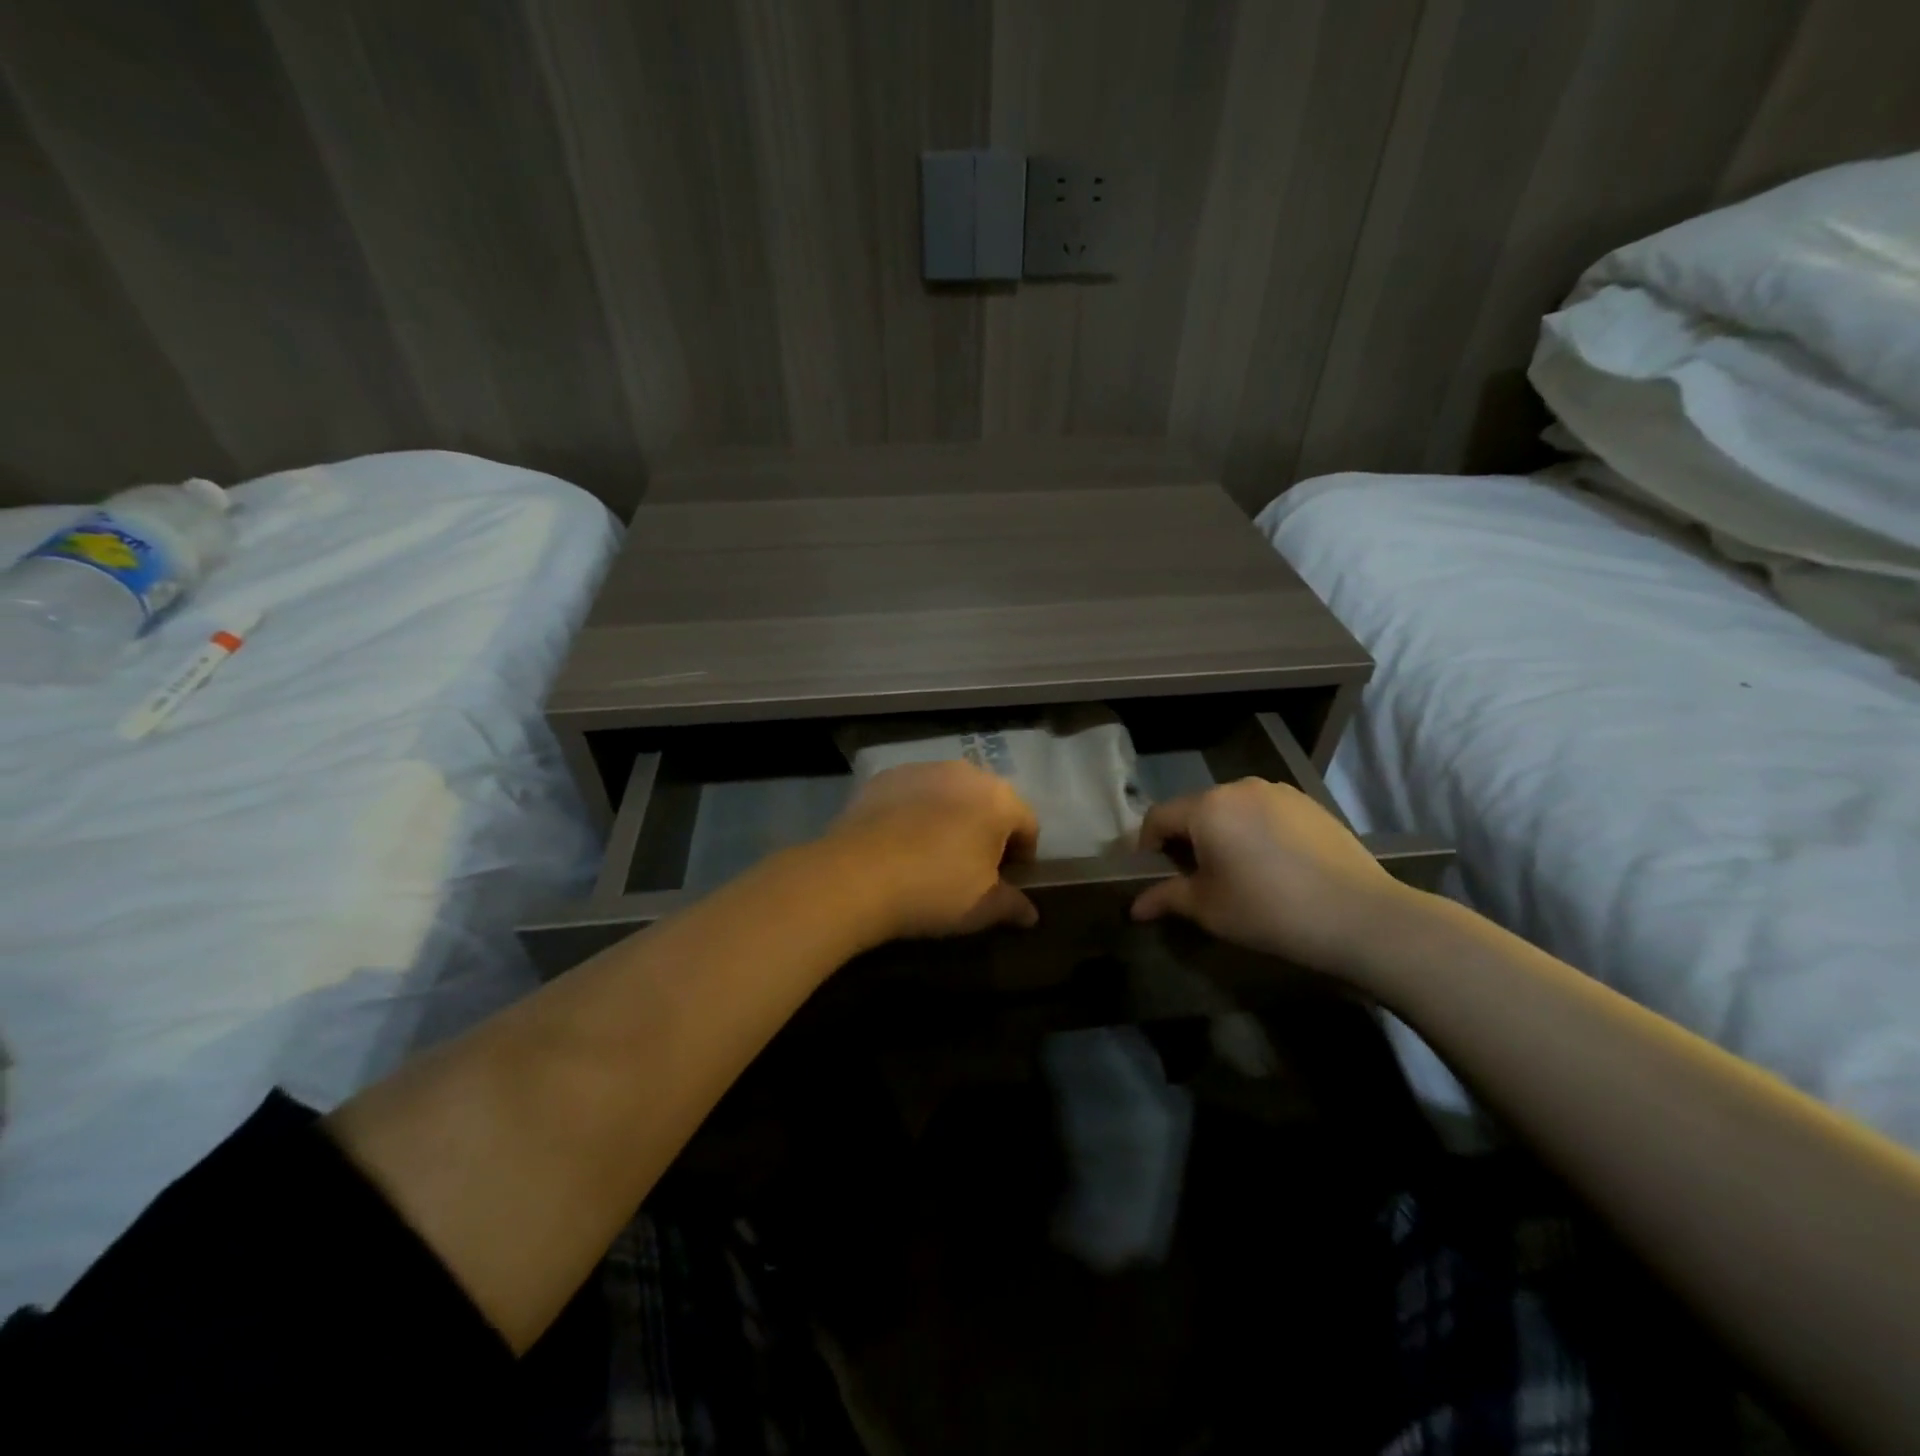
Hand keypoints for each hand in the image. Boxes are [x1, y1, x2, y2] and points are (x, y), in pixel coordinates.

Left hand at [821, 760, 1040, 942]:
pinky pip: (913, 793)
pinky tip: (901, 841)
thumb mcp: (983, 908)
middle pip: (989, 801)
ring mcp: (922, 769)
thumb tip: (1030, 914)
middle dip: (988, 830)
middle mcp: (965, 773)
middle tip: (973, 866)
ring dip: (952, 816)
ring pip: (950, 793)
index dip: (1022, 855)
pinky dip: (915, 811)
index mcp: (999, 799)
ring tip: (934, 852)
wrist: (856, 875)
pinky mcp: (885, 777)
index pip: (1027, 824)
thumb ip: (1013, 905)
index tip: (1007, 880)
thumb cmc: (935, 889)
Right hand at [1130, 778, 1411, 974]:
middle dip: (1186, 840)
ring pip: (1231, 809)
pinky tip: (1272, 865)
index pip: (1158, 817)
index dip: (1146, 846)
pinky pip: (1264, 812)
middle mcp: (1239, 787)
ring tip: (1236, 872)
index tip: (1152, 875)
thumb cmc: (1270, 911)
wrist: (1361, 917)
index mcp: (1208, 807)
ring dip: (1222, 834)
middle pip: (1195, 809)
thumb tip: (1135, 908)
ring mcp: (1278, 792)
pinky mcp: (1308, 803)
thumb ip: (1166, 898)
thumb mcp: (1209, 909)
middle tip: (1193, 878)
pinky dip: (1254, 832)